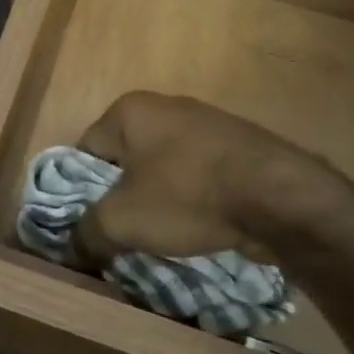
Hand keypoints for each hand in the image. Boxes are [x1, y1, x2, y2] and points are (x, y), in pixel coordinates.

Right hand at [76, 92, 353, 265]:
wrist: (280, 198)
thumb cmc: (187, 196)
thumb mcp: (122, 221)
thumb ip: (87, 232)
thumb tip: (73, 247)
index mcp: (129, 110)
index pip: (85, 152)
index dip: (81, 193)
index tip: (91, 225)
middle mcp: (164, 106)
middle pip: (125, 160)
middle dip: (122, 198)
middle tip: (123, 236)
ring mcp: (205, 123)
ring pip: (163, 170)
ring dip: (158, 201)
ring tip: (162, 239)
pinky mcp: (237, 146)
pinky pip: (197, 176)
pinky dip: (192, 200)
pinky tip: (198, 228)